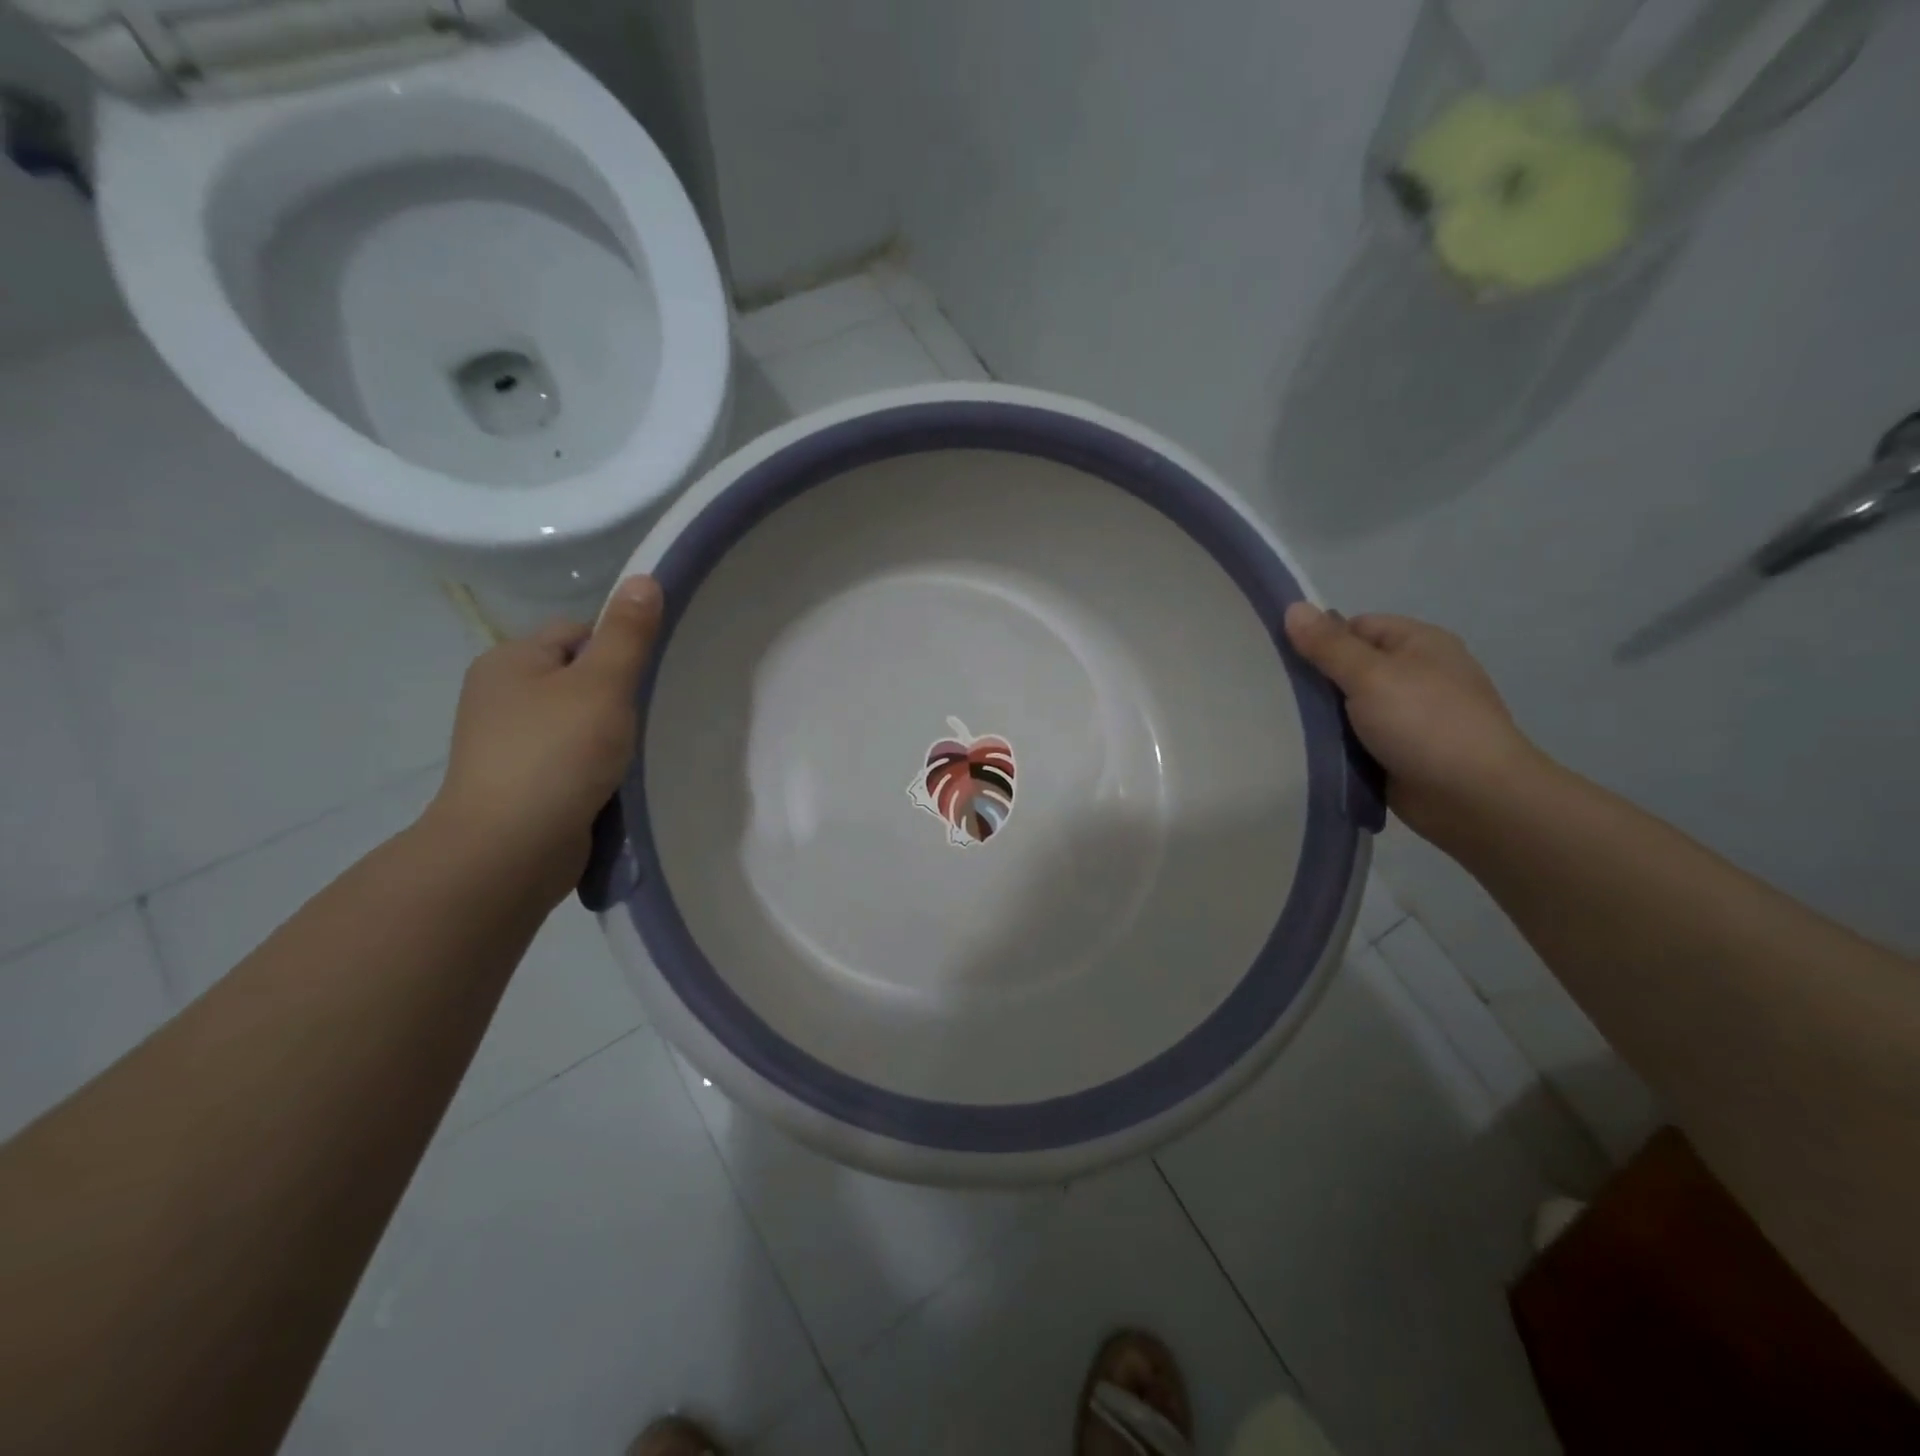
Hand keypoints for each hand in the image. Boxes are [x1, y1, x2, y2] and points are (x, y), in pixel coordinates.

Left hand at [425, 576, 663, 905]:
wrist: (509, 849)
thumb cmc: (556, 755)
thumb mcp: (602, 685)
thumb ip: (627, 634)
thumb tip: (645, 578)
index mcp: (510, 661)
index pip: (576, 633)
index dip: (616, 650)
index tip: (642, 682)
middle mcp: (499, 695)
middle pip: (576, 678)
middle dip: (614, 696)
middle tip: (644, 719)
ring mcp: (505, 743)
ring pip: (575, 722)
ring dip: (606, 735)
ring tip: (633, 754)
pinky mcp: (519, 783)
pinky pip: (567, 759)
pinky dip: (592, 767)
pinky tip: (612, 782)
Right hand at [1283, 602, 1547, 847]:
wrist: (1473, 797)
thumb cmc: (1425, 723)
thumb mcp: (1370, 675)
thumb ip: (1328, 645)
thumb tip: (1293, 607)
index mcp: (1418, 644)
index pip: (1356, 627)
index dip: (1320, 639)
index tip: (1282, 660)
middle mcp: (1415, 675)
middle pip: (1350, 667)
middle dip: (1315, 681)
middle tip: (1271, 694)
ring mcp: (1408, 716)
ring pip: (1348, 707)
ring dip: (1321, 717)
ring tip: (1278, 724)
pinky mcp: (1397, 752)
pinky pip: (1355, 739)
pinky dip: (1333, 744)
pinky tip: (1304, 750)